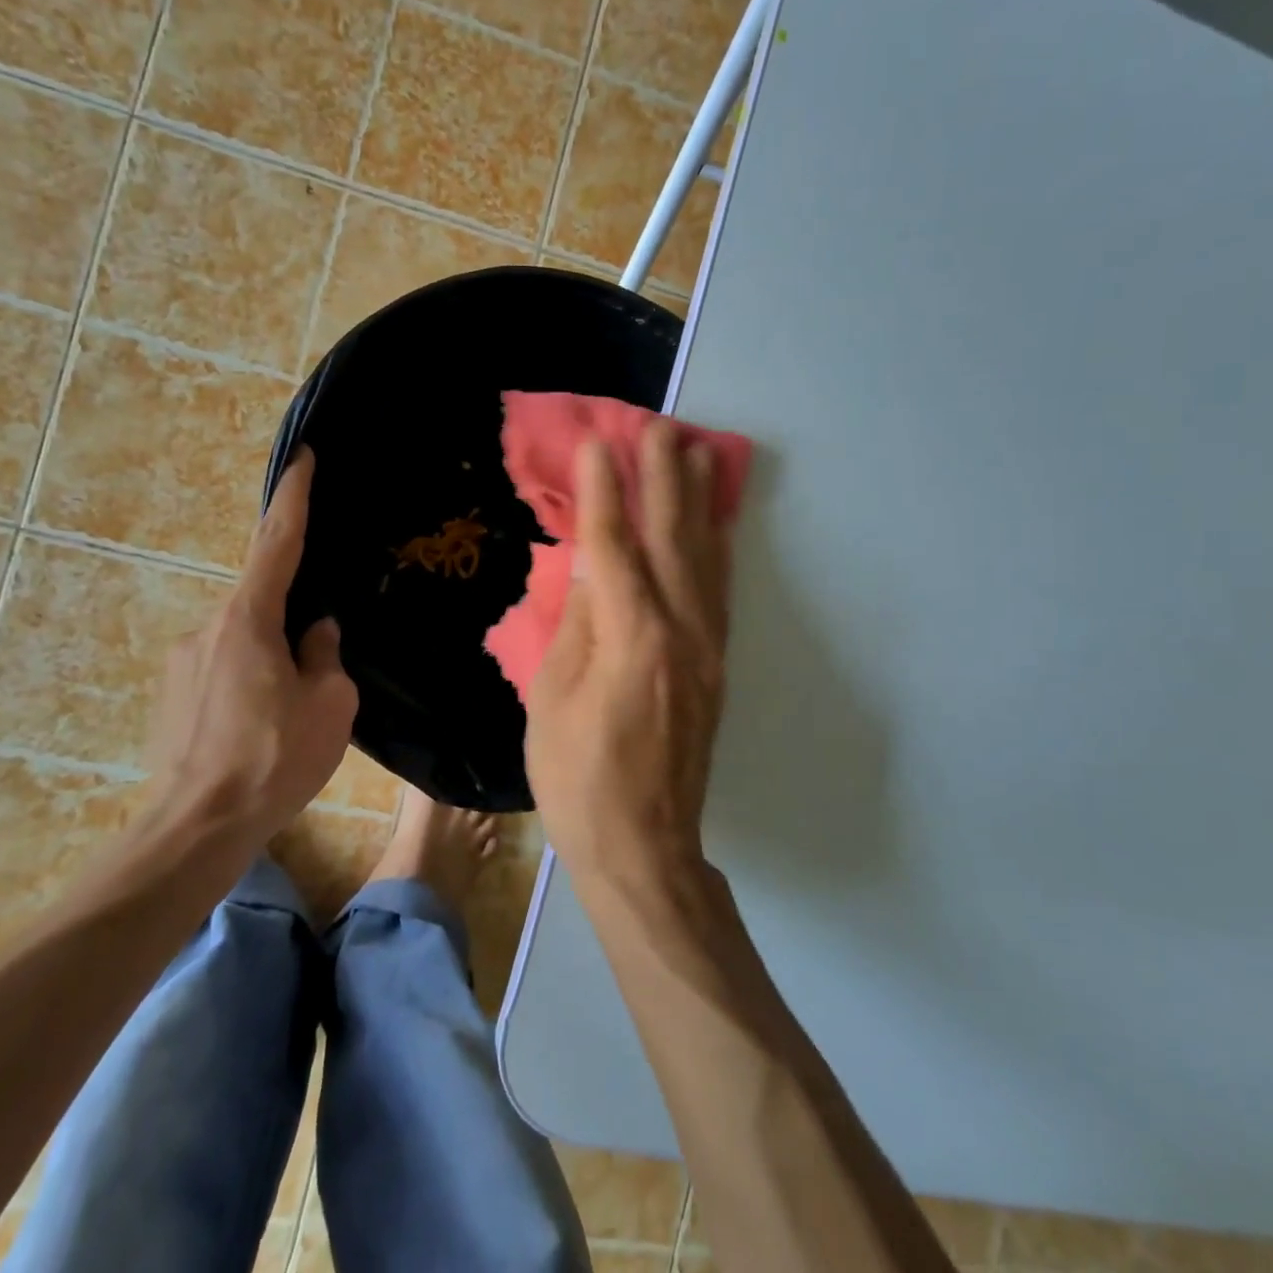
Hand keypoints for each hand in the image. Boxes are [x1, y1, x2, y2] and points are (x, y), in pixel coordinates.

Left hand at [145, 446, 357, 849]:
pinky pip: (223, 669)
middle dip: (294, 619)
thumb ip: (324, 654)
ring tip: (291, 714)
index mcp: (249, 619)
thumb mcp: (329, 704)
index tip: (302, 457)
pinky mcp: (170, 694)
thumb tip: (315, 632)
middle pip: (262, 601)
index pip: (277, 542)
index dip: (294, 497)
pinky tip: (261, 729)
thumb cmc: (274, 758)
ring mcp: (182, 662)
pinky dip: (249, 682)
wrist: (196, 828)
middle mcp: (208, 627)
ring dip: (272, 661)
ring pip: (244, 641)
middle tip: (320, 666)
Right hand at [526, 422, 731, 890]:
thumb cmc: (578, 778)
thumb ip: (576, 623)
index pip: (613, 545)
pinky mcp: (716, 666)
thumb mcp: (552, 698)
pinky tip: (716, 523)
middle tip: (661, 426)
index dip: (603, 491)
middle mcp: (679, 630)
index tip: (597, 442)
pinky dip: (717, 548)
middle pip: (671, 538)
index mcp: (630, 637)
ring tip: (697, 453)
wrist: (644, 845)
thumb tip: (591, 567)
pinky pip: (720, 591)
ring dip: (698, 502)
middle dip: (664, 477)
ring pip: (705, 558)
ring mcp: (706, 648)